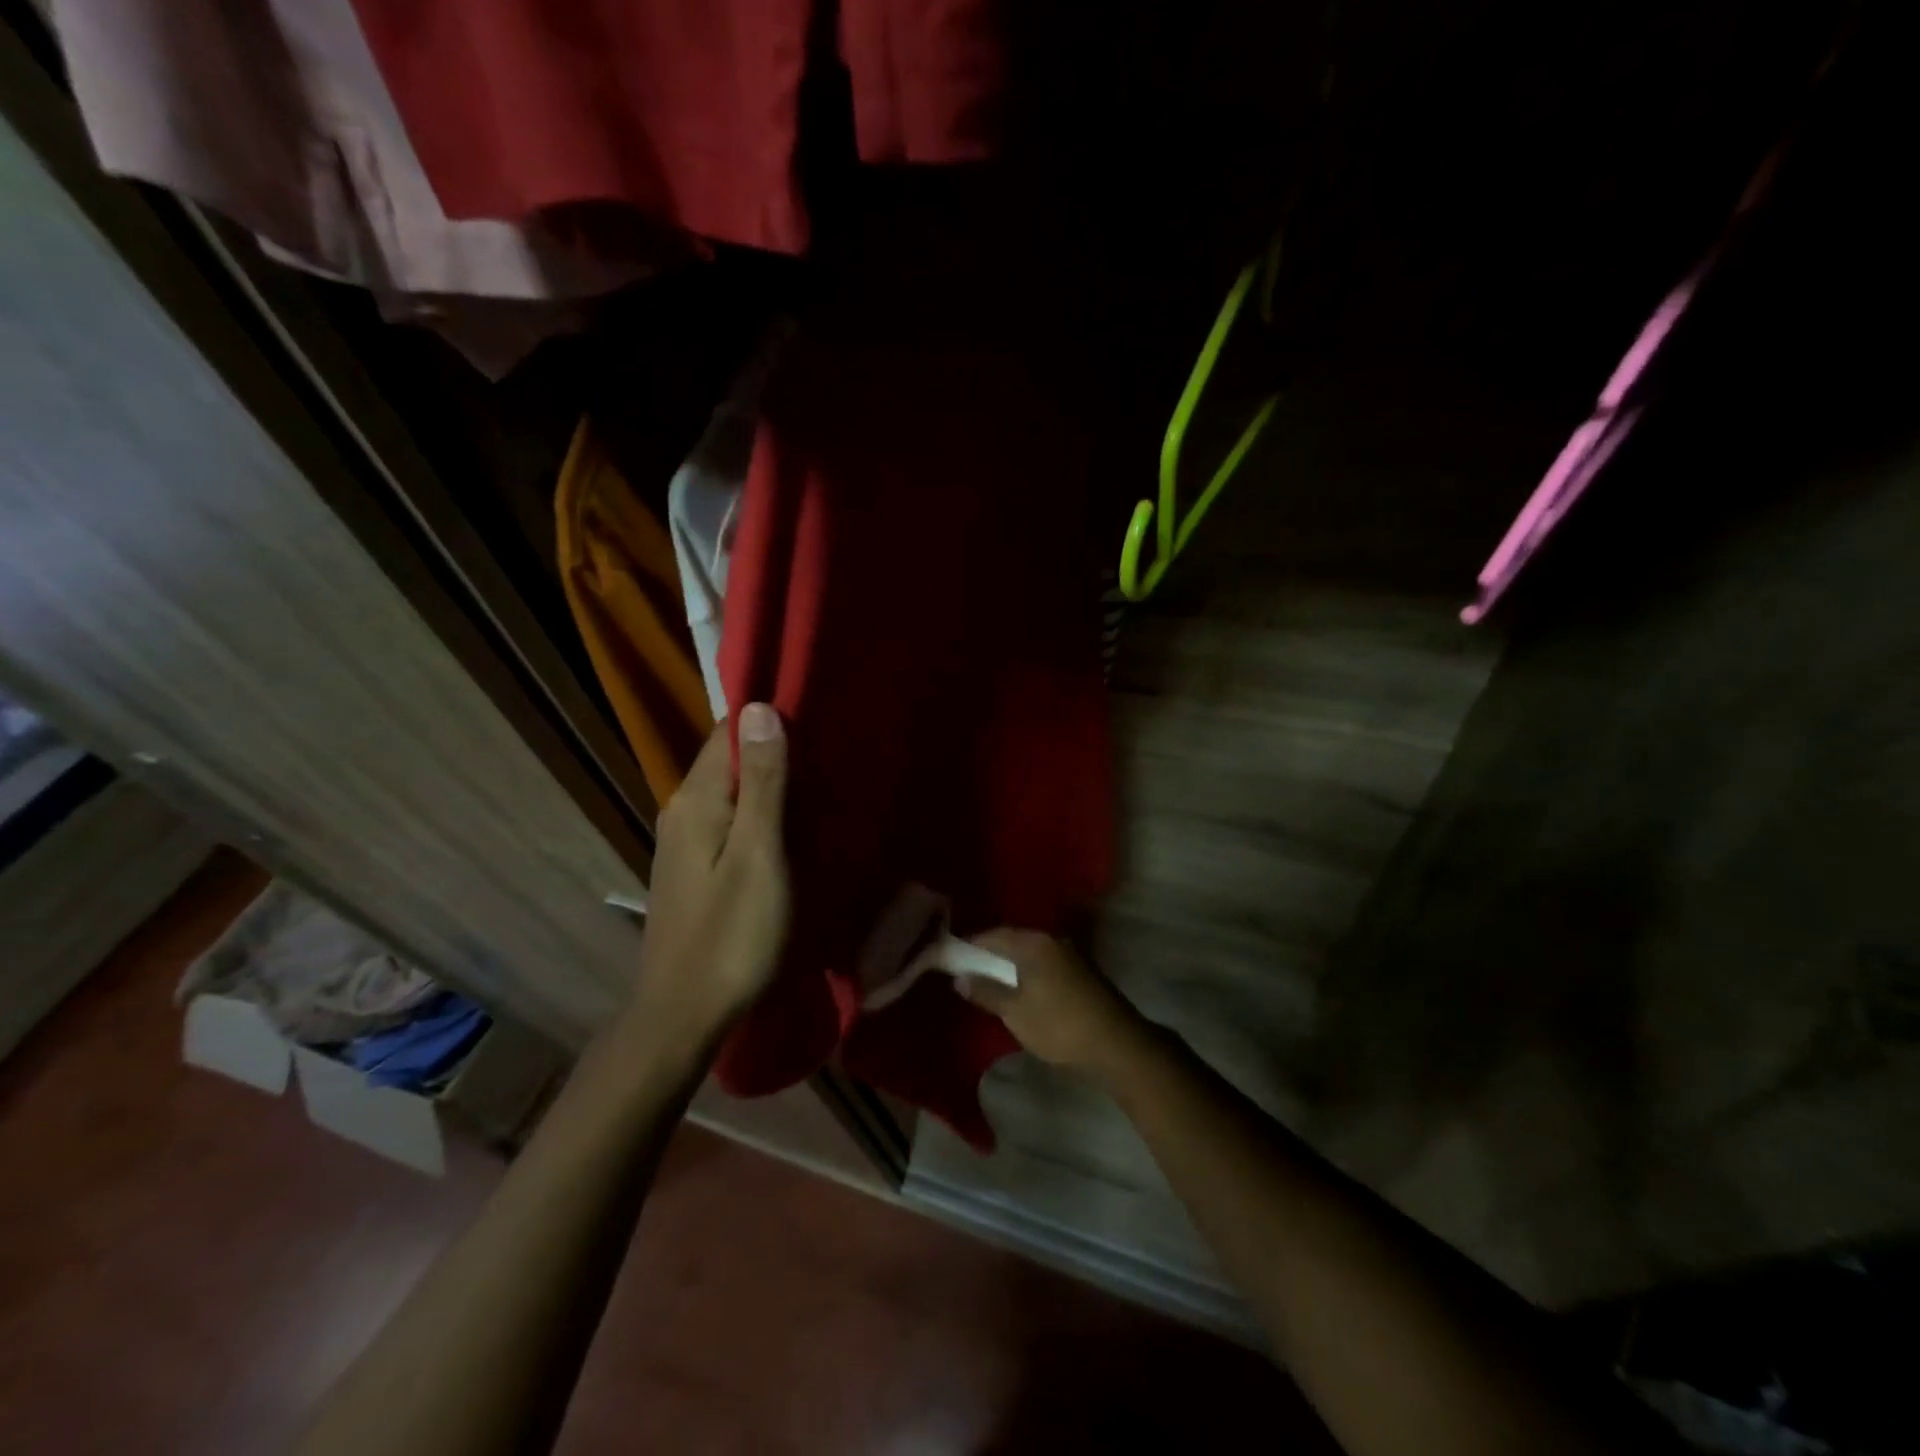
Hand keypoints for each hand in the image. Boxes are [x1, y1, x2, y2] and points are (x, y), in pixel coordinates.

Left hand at [627, 704, 790, 1040]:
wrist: (685, 1013)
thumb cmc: (731, 933)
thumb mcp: (758, 853)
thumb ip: (762, 782)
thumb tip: (758, 708)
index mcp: (696, 799)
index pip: (728, 732)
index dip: (768, 719)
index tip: (816, 716)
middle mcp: (682, 810)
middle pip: (730, 761)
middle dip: (775, 752)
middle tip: (830, 754)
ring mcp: (685, 842)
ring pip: (732, 794)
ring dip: (771, 786)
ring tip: (821, 786)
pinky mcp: (694, 868)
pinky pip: (730, 822)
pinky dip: (760, 816)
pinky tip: (791, 829)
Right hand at [961, 929, 1147, 1074]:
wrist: (1116, 1044)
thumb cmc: (1059, 1025)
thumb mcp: (1015, 1012)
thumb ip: (986, 992)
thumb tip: (960, 978)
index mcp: (1033, 942)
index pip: (994, 934)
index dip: (971, 945)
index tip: (953, 958)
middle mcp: (1052, 939)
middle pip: (1014, 940)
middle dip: (991, 953)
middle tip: (970, 971)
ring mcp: (1071, 953)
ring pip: (1031, 952)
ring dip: (1012, 963)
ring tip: (993, 982)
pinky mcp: (1082, 969)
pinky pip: (1045, 962)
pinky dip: (1029, 971)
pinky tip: (1022, 989)